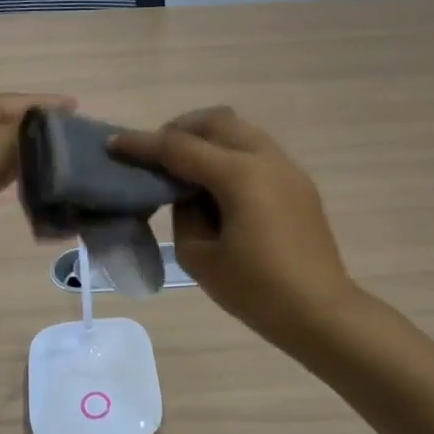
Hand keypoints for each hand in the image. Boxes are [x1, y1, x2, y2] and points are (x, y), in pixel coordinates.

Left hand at [0, 93, 74, 241]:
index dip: (50, 104)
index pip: (21, 101)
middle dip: (38, 133)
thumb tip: (53, 134)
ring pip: (2, 153)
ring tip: (56, 162)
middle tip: (70, 139)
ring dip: (25, 158)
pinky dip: (10, 179)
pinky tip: (29, 184)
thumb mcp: (5, 137)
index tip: (77, 107)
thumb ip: (32, 132)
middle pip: (10, 126)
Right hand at [111, 107, 355, 346]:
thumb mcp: (200, 256)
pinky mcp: (298, 183)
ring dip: (207, 139)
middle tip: (155, 155)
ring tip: (184, 169)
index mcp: (239, 175)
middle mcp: (266, 158)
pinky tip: (217, 186)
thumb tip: (189, 193)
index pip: (180, 148)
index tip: (113, 144)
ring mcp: (287, 167)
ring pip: (240, 130)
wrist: (320, 312)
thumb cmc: (256, 291)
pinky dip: (229, 153)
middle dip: (179, 129)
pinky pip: (256, 150)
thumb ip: (184, 213)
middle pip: (216, 121)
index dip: (142, 144)